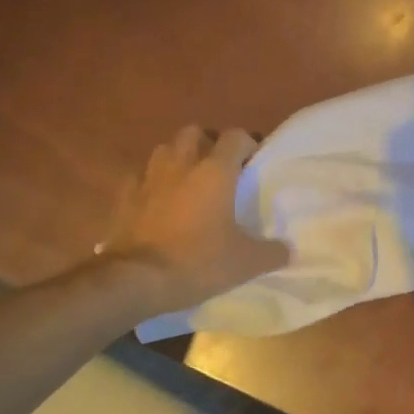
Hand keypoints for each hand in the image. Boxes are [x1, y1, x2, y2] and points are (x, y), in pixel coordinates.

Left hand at [100, 126, 289, 315]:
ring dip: (177, 158)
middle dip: (208, 144)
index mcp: (215, 171)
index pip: (236, 136)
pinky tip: (156, 201)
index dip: (247, 144)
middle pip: (195, 133)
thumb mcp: (245, 263)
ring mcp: (148, 177)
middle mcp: (181, 164)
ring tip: (186, 181)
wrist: (135, 280)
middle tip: (218, 168)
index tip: (253, 163)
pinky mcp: (124, 196)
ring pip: (164, 150)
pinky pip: (139, 177)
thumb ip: (272, 252)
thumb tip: (289, 250)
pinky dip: (149, 183)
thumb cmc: (197, 261)